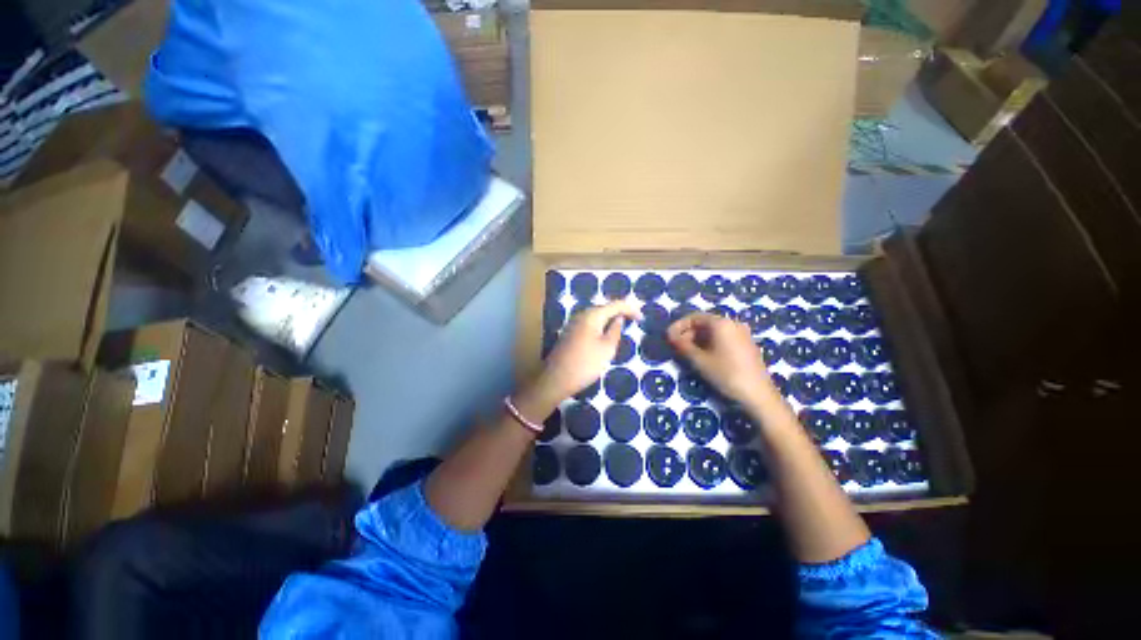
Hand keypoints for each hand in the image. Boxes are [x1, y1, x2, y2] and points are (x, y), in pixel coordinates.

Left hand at [534, 300, 641, 402]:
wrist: (557, 379)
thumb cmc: (586, 364)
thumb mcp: (607, 348)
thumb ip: (615, 330)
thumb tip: (619, 318)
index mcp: (592, 315)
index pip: (615, 304)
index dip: (630, 309)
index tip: (642, 319)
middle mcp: (581, 315)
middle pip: (604, 308)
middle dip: (620, 312)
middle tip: (634, 321)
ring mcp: (573, 323)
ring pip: (596, 316)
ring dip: (609, 319)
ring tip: (622, 328)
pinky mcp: (569, 333)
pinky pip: (589, 324)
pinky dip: (600, 326)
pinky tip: (605, 335)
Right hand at [668, 313, 773, 407]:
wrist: (758, 395)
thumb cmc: (726, 374)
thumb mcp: (699, 360)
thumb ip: (682, 346)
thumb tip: (670, 336)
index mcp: (721, 323)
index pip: (694, 317)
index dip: (679, 326)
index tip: (668, 337)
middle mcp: (733, 324)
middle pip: (705, 323)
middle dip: (688, 333)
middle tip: (677, 347)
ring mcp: (742, 334)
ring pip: (714, 331)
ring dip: (698, 339)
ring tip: (688, 353)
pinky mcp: (747, 345)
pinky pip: (724, 338)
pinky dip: (710, 344)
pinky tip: (705, 357)